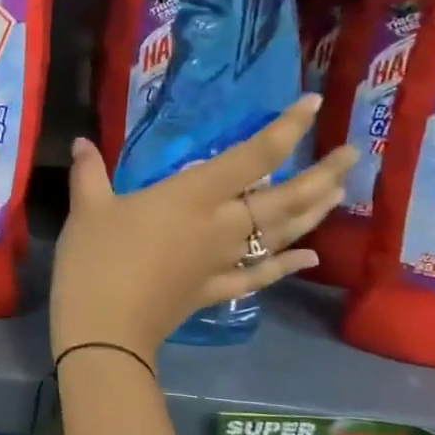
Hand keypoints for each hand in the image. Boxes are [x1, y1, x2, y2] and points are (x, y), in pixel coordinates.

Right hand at [50, 96, 354, 364]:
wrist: (105, 330)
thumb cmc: (97, 261)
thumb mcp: (88, 210)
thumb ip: (90, 173)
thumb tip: (82, 143)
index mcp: (193, 196)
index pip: (252, 157)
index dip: (285, 129)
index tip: (312, 104)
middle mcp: (221, 225)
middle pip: (284, 198)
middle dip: (322, 174)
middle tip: (352, 154)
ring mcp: (223, 262)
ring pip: (281, 234)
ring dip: (314, 213)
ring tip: (339, 193)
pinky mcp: (215, 290)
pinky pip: (260, 276)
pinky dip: (286, 266)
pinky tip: (310, 258)